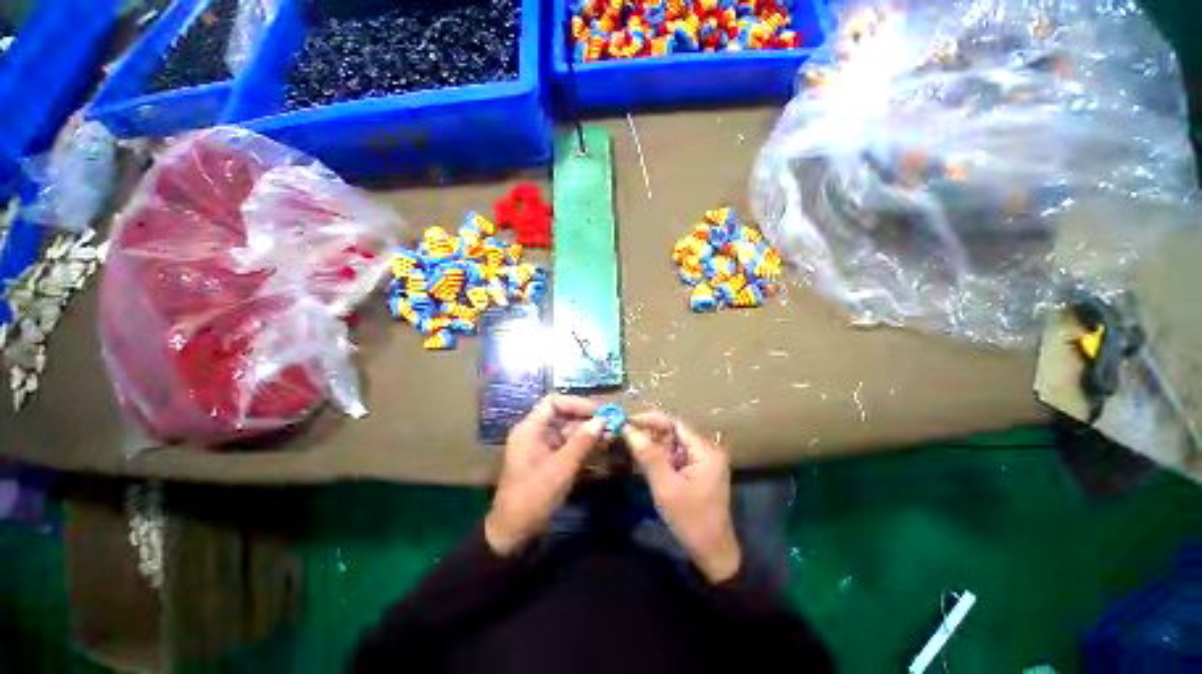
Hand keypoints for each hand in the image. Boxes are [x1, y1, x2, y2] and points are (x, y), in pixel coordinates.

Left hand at [485, 395, 604, 556]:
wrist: (514, 534)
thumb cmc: (534, 496)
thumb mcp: (561, 467)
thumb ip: (582, 441)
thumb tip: (602, 420)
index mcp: (530, 429)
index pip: (554, 402)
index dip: (577, 404)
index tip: (599, 411)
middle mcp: (535, 434)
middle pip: (563, 417)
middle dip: (587, 420)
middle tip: (611, 424)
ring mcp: (542, 448)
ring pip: (568, 432)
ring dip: (588, 433)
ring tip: (611, 436)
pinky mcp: (549, 462)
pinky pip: (568, 447)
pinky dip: (584, 446)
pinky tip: (601, 448)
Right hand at [623, 412, 740, 583]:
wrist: (712, 553)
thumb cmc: (690, 519)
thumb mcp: (666, 487)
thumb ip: (648, 456)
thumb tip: (628, 429)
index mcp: (705, 450)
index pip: (675, 423)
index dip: (650, 419)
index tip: (628, 421)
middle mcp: (706, 450)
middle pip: (674, 431)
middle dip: (649, 431)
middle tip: (625, 433)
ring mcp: (702, 461)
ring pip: (673, 443)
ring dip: (652, 443)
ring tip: (629, 443)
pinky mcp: (697, 471)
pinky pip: (675, 455)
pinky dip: (659, 455)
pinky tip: (643, 458)